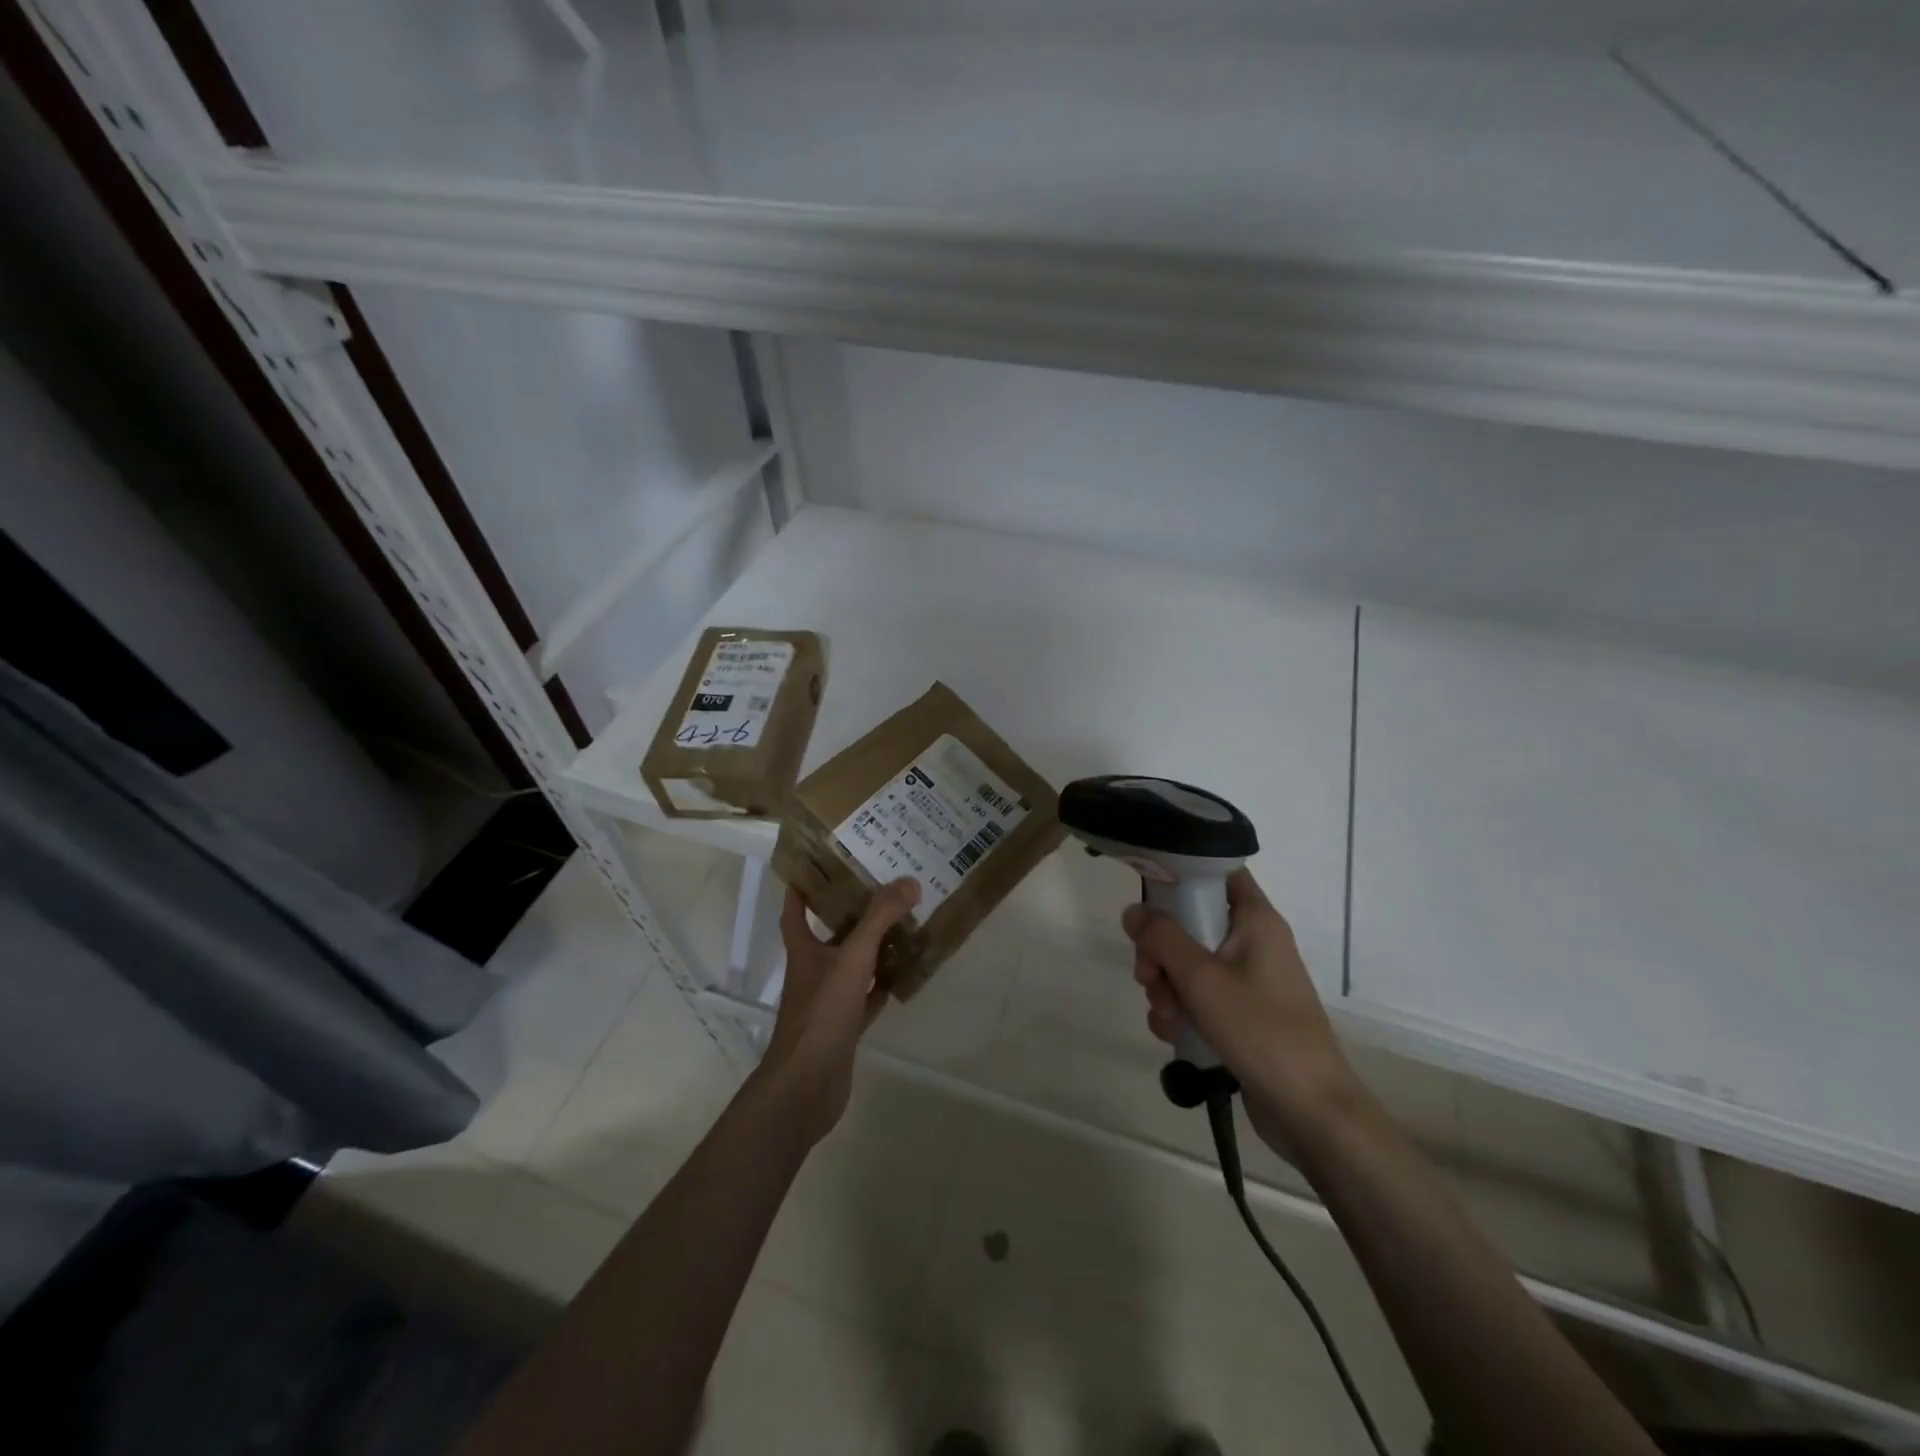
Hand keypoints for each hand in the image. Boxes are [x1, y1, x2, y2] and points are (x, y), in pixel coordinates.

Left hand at [749, 877, 920, 1146]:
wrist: (807, 1085)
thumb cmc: (821, 1013)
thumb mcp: (852, 959)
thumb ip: (879, 920)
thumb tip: (909, 882)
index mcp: (804, 950)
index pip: (795, 910)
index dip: (802, 887)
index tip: (820, 864)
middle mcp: (813, 970)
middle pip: (831, 933)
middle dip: (852, 911)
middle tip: (884, 886)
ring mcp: (829, 1000)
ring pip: (853, 964)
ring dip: (874, 946)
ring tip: (904, 922)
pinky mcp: (845, 1026)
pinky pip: (868, 996)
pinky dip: (884, 984)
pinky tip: (906, 973)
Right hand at [1124, 869, 1359, 1153]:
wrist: (1310, 1110)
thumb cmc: (1259, 1029)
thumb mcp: (1201, 978)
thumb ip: (1162, 938)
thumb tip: (1133, 911)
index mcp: (1256, 920)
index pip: (1218, 872)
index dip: (1182, 875)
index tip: (1147, 896)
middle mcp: (1255, 942)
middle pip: (1193, 922)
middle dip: (1161, 951)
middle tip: (1148, 976)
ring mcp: (1250, 980)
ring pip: (1191, 964)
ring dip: (1166, 987)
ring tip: (1165, 1018)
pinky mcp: (1244, 1014)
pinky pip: (1201, 997)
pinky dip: (1182, 1010)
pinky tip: (1173, 1034)